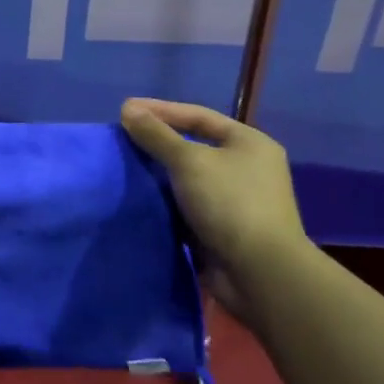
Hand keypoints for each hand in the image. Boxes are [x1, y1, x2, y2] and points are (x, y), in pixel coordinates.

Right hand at [120, 97, 309, 319]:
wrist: (260, 274)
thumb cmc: (229, 203)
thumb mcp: (189, 161)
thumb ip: (156, 134)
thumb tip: (129, 110)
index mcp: (249, 143)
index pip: (198, 116)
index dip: (161, 110)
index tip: (126, 109)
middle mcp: (246, 168)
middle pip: (193, 145)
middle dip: (158, 142)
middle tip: (123, 137)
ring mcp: (236, 200)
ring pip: (188, 178)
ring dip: (158, 173)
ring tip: (124, 165)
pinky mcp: (223, 228)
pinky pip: (187, 205)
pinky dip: (165, 200)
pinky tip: (139, 196)